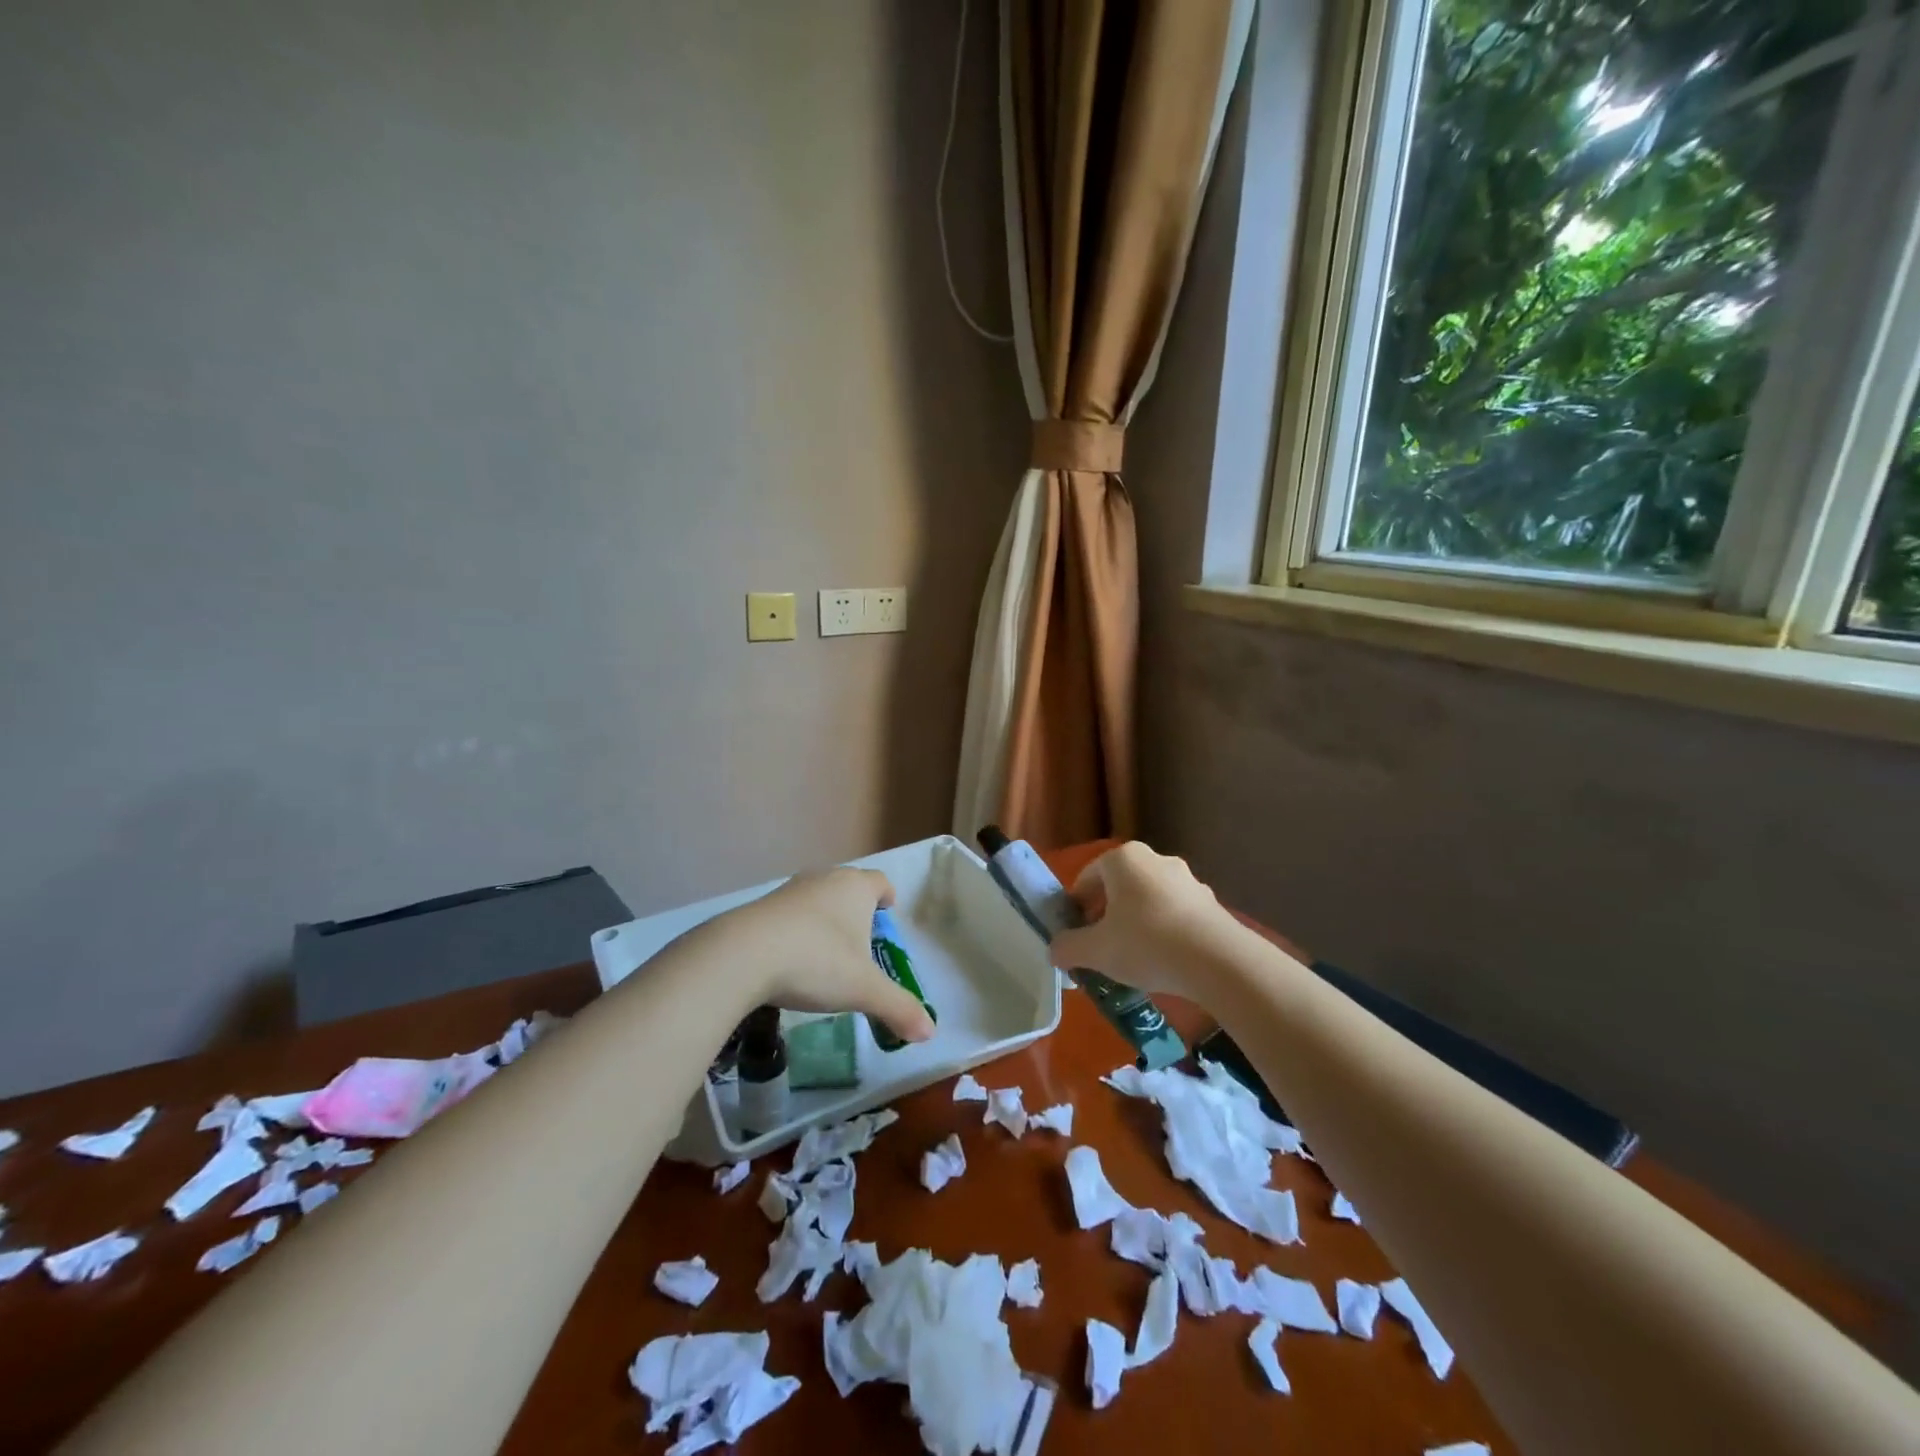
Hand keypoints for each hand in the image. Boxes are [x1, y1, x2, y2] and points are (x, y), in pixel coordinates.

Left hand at [723, 867, 935, 1044]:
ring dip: (824, 919)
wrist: (742, 954)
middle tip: (860, 942)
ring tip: (826, 954)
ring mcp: (790, 890)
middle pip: (848, 886)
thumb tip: (929, 1032)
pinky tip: (790, 960)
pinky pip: (789, 914)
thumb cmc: (816, 961)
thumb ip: (898, 1008)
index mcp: (856, 888)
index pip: (880, 881)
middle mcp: (825, 879)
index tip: (888, 915)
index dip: (887, 897)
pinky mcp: (760, 906)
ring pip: (817, 898)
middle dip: (857, 910)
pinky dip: (795, 930)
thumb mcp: (863, 990)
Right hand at [1048, 842, 1236, 998]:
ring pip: (1148, 900)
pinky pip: (1175, 914)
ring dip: (1136, 923)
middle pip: (1119, 887)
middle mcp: (1156, 859)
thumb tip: (1056, 950)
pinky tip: (1164, 961)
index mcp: (1123, 859)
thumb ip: (1068, 948)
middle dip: (1106, 914)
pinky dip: (1164, 932)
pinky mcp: (1210, 903)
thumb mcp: (1095, 951)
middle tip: (1099, 947)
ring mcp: (1188, 880)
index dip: (1075, 906)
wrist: (1219, 961)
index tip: (1074, 934)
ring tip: (1132, 959)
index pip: (1087, 877)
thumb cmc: (1146, 944)